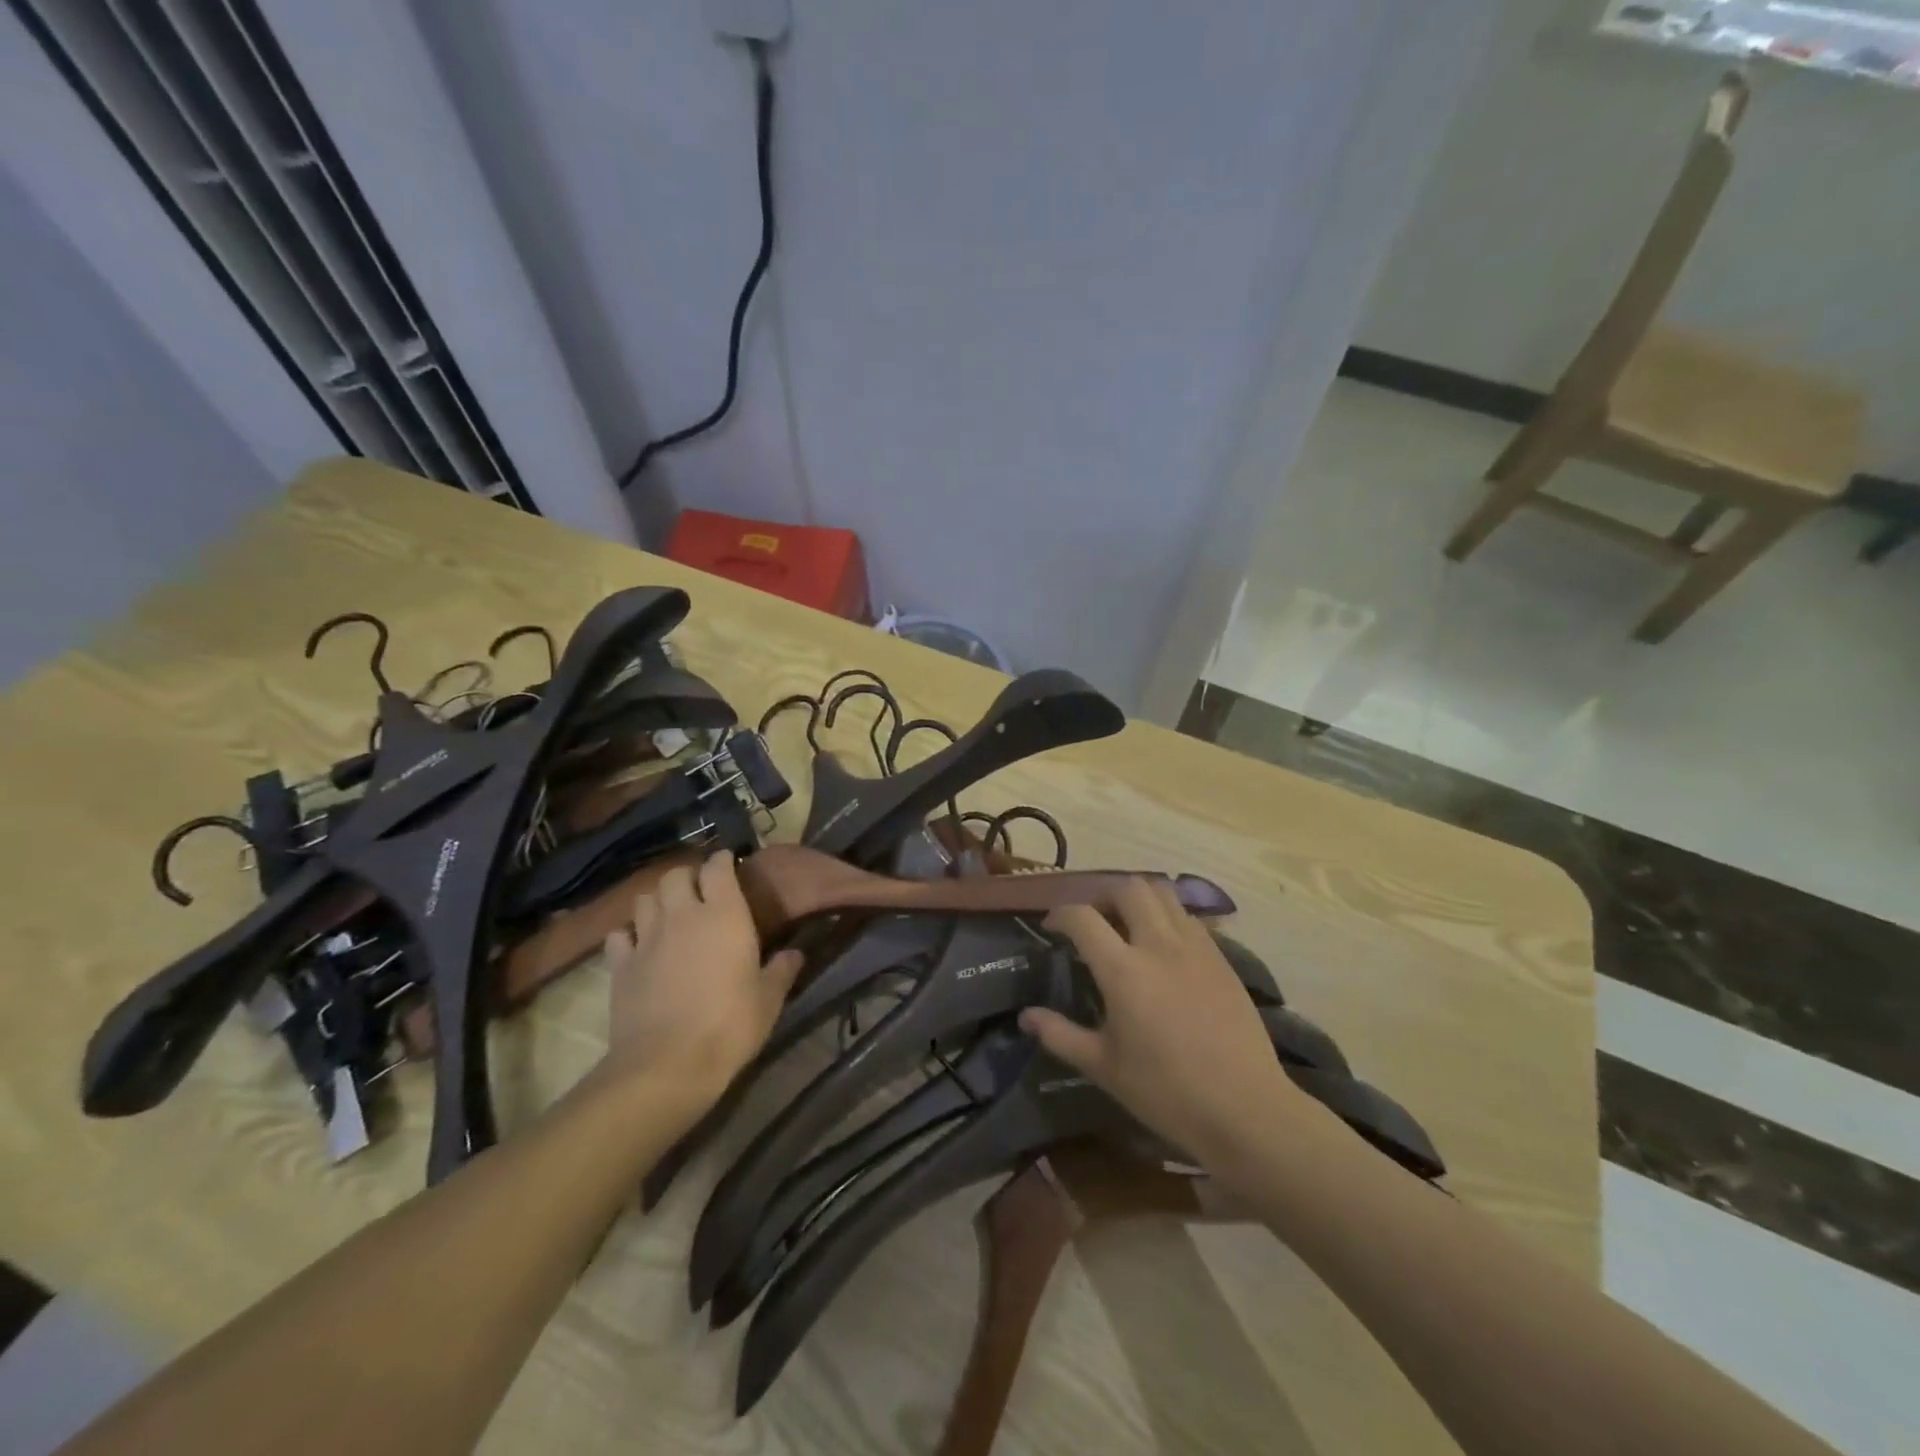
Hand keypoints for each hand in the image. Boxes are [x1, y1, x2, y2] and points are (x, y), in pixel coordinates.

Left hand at [597, 852, 803, 1112]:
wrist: (667, 1065)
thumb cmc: (730, 1025)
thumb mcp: (769, 999)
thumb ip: (782, 970)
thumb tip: (796, 953)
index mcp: (724, 914)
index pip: (717, 867)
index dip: (721, 860)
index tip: (727, 862)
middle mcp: (683, 915)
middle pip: (675, 875)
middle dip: (687, 877)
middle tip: (698, 891)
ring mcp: (647, 938)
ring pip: (645, 898)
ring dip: (658, 900)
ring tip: (668, 913)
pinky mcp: (620, 965)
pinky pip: (619, 934)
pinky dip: (628, 933)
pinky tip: (638, 945)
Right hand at [1021, 880, 1307, 1170]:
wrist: (1245, 1109)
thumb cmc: (1166, 1092)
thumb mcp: (1104, 1068)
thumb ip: (1061, 1035)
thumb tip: (1026, 1017)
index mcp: (1123, 970)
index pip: (1083, 917)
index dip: (1060, 914)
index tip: (1052, 926)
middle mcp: (1158, 945)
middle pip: (1127, 888)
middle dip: (1102, 894)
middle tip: (1093, 919)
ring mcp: (1195, 947)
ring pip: (1163, 893)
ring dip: (1138, 898)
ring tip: (1128, 923)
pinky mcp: (1221, 958)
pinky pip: (1189, 917)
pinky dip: (1168, 916)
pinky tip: (1164, 947)